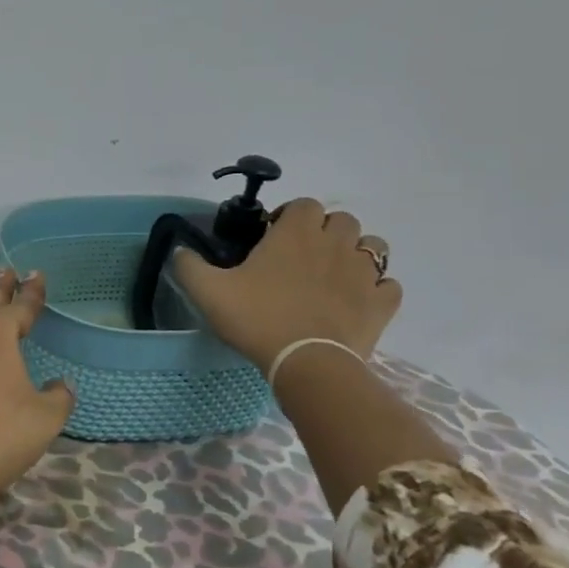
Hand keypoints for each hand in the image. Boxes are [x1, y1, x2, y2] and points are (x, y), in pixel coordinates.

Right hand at [173, 199, 402, 373]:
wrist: (306, 363)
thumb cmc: (256, 318)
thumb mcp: (206, 291)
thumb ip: (188, 265)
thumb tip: (180, 250)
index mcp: (295, 233)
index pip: (303, 204)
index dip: (290, 216)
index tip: (272, 237)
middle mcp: (335, 243)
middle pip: (342, 220)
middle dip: (325, 231)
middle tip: (302, 257)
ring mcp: (364, 273)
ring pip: (373, 246)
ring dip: (356, 254)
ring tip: (334, 275)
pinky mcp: (382, 303)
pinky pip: (388, 285)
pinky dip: (376, 289)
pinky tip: (357, 301)